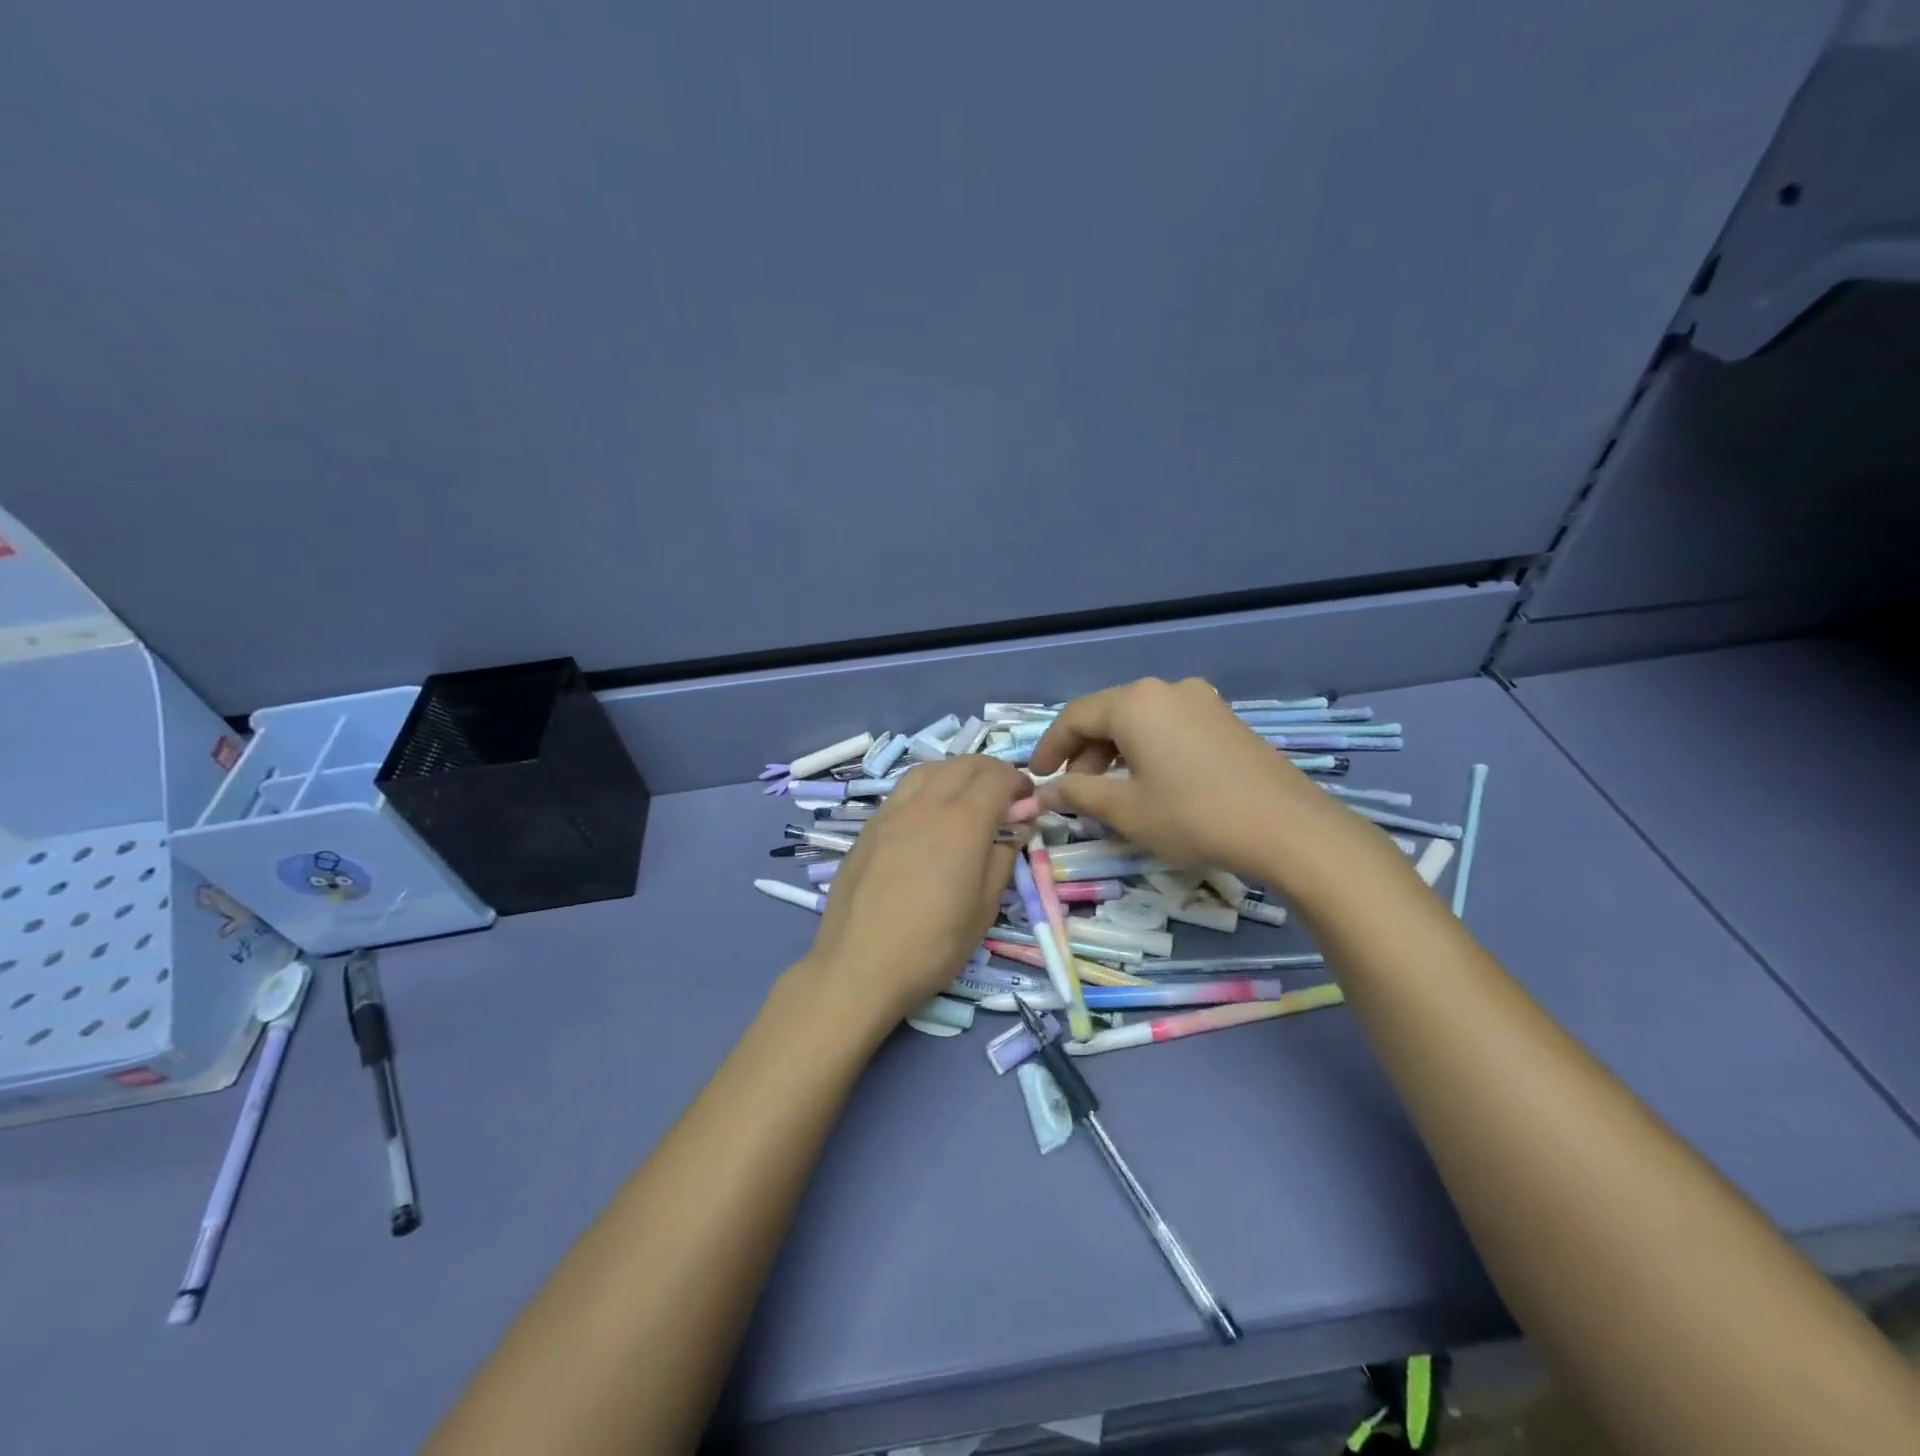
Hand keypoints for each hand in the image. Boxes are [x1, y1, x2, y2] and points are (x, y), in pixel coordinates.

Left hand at [797, 755, 1026, 1025]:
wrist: (859, 965)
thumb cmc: (933, 945)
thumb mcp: (984, 908)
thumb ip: (1003, 857)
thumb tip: (1017, 826)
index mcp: (963, 822)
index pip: (997, 777)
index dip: (1018, 782)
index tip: (1027, 802)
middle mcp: (927, 804)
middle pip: (964, 764)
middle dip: (990, 772)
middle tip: (1003, 799)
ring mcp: (892, 812)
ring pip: (930, 769)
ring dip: (956, 773)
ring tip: (965, 799)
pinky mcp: (869, 826)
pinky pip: (903, 790)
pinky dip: (926, 787)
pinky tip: (928, 816)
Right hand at [1019, 677, 1337, 879]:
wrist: (1287, 828)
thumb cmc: (1193, 816)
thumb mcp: (1126, 809)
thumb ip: (1078, 794)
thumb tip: (1046, 792)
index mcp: (1135, 702)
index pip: (1074, 716)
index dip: (1050, 747)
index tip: (1037, 778)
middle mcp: (1166, 690)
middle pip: (1108, 715)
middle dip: (1084, 753)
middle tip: (1076, 793)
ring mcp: (1201, 701)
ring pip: (1139, 721)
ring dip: (1114, 753)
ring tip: (1111, 793)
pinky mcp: (1224, 719)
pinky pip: (1168, 726)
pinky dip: (1146, 750)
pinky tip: (1150, 783)